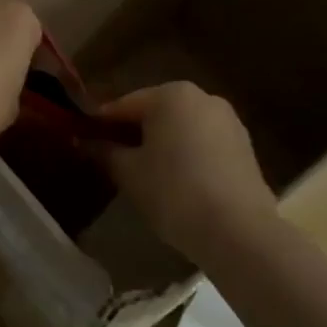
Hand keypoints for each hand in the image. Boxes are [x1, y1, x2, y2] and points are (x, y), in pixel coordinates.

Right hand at [99, 82, 277, 259]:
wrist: (239, 231)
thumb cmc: (174, 192)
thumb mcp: (129, 173)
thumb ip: (105, 152)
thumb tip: (85, 141)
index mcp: (171, 94)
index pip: (123, 105)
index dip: (100, 125)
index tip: (82, 141)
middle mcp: (202, 97)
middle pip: (154, 113)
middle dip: (131, 133)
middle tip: (110, 160)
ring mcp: (228, 121)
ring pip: (180, 128)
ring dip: (160, 145)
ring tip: (142, 174)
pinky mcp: (244, 147)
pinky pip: (202, 143)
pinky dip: (185, 155)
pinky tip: (174, 182)